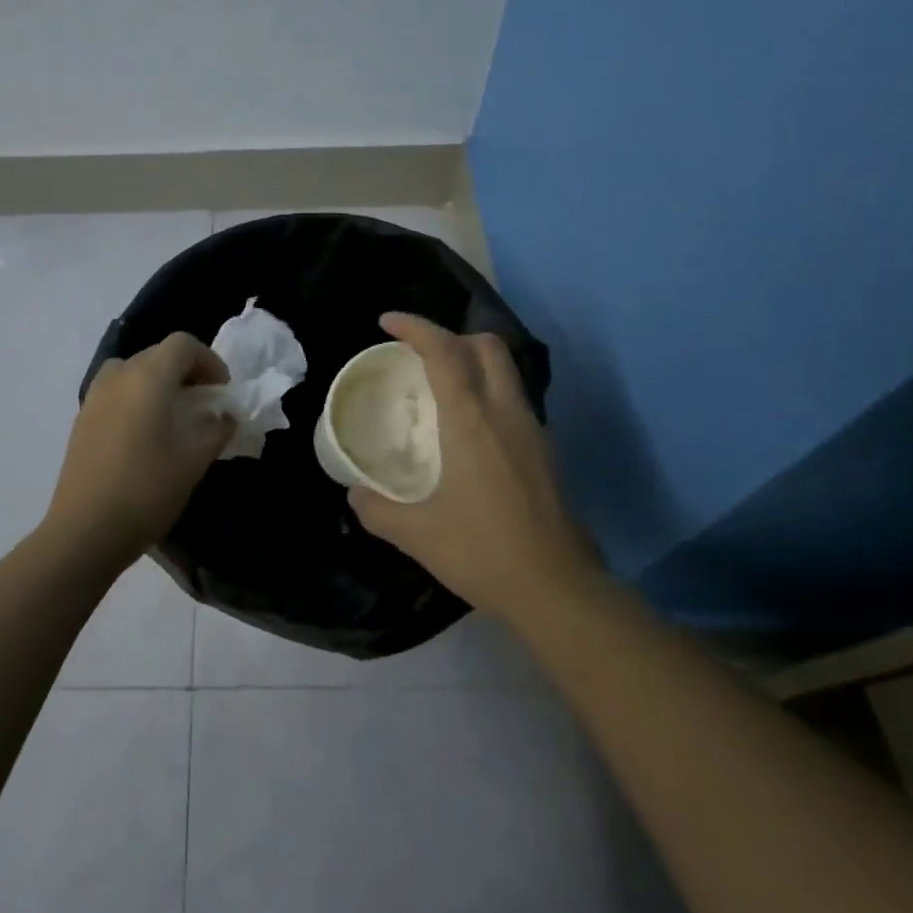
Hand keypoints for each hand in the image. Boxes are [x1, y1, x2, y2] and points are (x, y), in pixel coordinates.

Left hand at [44, 332, 234, 560]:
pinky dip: (135, 397)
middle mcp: (118, 377)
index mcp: (148, 377)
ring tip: (172, 413)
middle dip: (185, 370)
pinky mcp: (82, 420)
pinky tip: (145, 433)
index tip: (221, 390)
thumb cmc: (147, 489)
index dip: (208, 360)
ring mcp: (94, 397)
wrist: (85, 530)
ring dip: (157, 381)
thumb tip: (224, 416)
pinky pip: (114, 392)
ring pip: (132, 370)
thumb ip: (216, 430)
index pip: (182, 344)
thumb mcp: (194, 460)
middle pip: (156, 353)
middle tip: (203, 401)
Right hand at [346, 312, 600, 625]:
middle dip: (450, 336)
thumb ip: (377, 509)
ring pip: (505, 371)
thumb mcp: (416, 534)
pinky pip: (513, 400)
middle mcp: (506, 413)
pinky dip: (487, 392)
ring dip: (472, 363)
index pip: (445, 351)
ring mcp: (533, 430)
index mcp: (472, 421)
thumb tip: (355, 494)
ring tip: (440, 388)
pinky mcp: (547, 452)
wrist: (558, 589)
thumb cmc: (483, 552)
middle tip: (418, 356)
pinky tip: (469, 430)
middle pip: (486, 346)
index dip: (415, 327)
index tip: (387, 322)